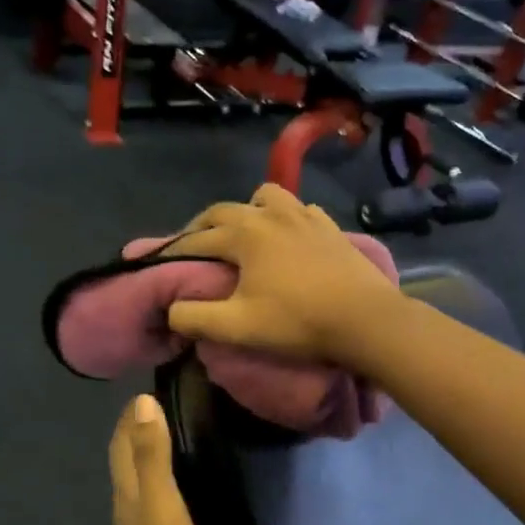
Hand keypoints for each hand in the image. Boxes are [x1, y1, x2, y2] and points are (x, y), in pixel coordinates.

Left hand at [110, 396, 209, 524]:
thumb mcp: (163, 507)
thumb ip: (152, 457)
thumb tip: (141, 402)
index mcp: (128, 499)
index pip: (121, 448)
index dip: (129, 420)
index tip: (144, 391)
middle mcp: (128, 516)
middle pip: (127, 467)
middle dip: (137, 436)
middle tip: (161, 409)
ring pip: (141, 491)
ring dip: (151, 464)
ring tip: (174, 443)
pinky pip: (158, 513)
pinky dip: (166, 492)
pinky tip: (184, 497)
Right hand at [166, 185, 401, 363]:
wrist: (365, 319)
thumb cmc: (297, 321)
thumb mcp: (237, 327)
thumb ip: (194, 317)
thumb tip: (172, 309)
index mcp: (244, 234)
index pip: (197, 239)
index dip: (174, 251)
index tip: (159, 261)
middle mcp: (271, 214)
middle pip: (225, 211)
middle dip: (203, 226)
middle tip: (193, 246)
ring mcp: (304, 216)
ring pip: (266, 197)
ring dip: (247, 211)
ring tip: (245, 233)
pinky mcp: (330, 227)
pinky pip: (299, 210)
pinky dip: (285, 217)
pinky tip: (288, 237)